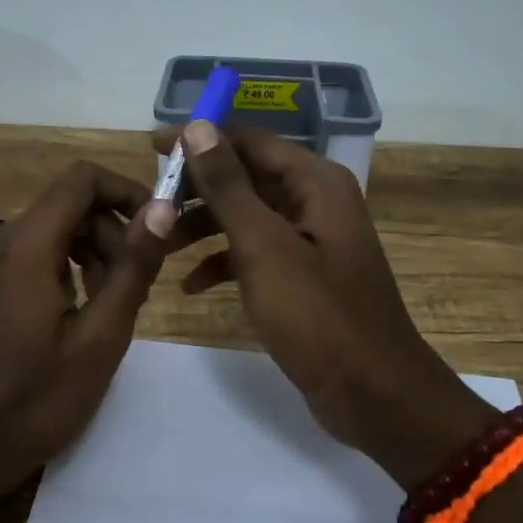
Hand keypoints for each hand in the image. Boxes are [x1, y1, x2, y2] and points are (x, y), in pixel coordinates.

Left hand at [0, 160, 173, 506]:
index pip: (82, 180)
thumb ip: (132, 267)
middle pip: (70, 206)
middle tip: (136, 291)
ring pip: (53, 231)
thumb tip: (162, 207)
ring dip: (91, 256)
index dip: (127, 191)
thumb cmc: (33, 403)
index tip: (156, 230)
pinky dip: (64, 270)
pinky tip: (75, 318)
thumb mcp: (100, 337)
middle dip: (112, 235)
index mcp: (25, 245)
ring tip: (108, 311)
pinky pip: (32, 255)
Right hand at [158, 124, 494, 487]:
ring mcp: (311, 240)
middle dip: (197, 189)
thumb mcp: (264, 246)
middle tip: (149, 203)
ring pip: (247, 216)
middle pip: (246, 177)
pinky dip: (224, 262)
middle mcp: (316, 201)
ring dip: (204, 227)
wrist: (374, 395)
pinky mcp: (303, 275)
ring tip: (160, 244)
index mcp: (315, 182)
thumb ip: (229, 186)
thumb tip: (198, 127)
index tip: (150, 149)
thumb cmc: (317, 315)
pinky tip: (189, 285)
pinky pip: (256, 253)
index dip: (199, 141)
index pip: (248, 141)